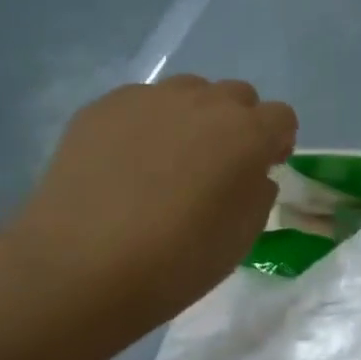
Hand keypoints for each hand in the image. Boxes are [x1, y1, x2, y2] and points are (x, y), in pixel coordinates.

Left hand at [4, 76, 297, 326]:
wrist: (79, 268)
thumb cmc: (176, 261)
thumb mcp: (243, 236)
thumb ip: (258, 192)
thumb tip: (251, 174)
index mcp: (247, 134)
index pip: (281, 117)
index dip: (276, 142)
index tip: (262, 168)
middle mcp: (204, 103)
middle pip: (237, 95)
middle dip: (237, 123)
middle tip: (216, 164)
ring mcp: (150, 99)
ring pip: (188, 92)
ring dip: (192, 117)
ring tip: (168, 159)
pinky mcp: (104, 107)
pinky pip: (141, 103)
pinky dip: (146, 124)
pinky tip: (126, 163)